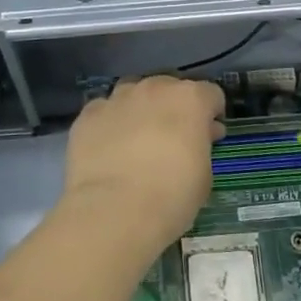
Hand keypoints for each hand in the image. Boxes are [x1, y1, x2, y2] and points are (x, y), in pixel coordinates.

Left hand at [61, 76, 224, 259]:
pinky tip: (108, 148)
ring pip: (133, 93)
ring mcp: (117, 98)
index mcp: (189, 99)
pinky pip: (104, 111)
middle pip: (169, 88)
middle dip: (174, 108)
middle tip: (172, 139)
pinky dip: (109, 123)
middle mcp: (153, 88)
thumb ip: (202, 146)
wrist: (113, 211)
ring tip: (137, 140)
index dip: (211, 114)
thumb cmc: (170, 196)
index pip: (210, 94)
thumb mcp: (203, 176)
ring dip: (140, 109)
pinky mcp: (88, 114)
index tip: (208, 135)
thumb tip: (199, 135)